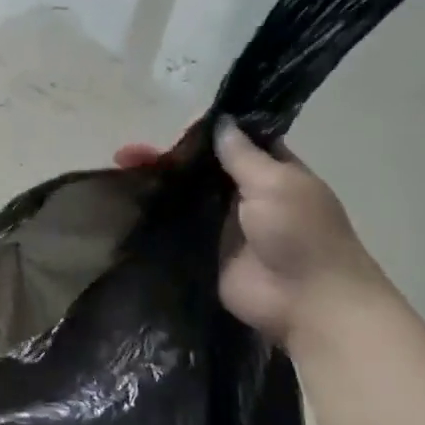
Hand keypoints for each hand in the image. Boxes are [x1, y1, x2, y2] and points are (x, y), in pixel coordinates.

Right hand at [114, 125, 386, 346]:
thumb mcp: (276, 183)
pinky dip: (154, 217)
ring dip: (156, 184)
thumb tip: (221, 122)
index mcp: (271, 171)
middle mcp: (245, 195)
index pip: (233, 142)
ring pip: (184, 196)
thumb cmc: (301, 234)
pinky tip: (123, 204)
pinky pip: (176, 229)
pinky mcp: (204, 253)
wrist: (307, 302)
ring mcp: (222, 225)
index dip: (203, 131)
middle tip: (128, 154)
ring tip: (118, 171)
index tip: (170, 125)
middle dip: (167, 158)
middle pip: (201, 169)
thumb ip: (243, 155)